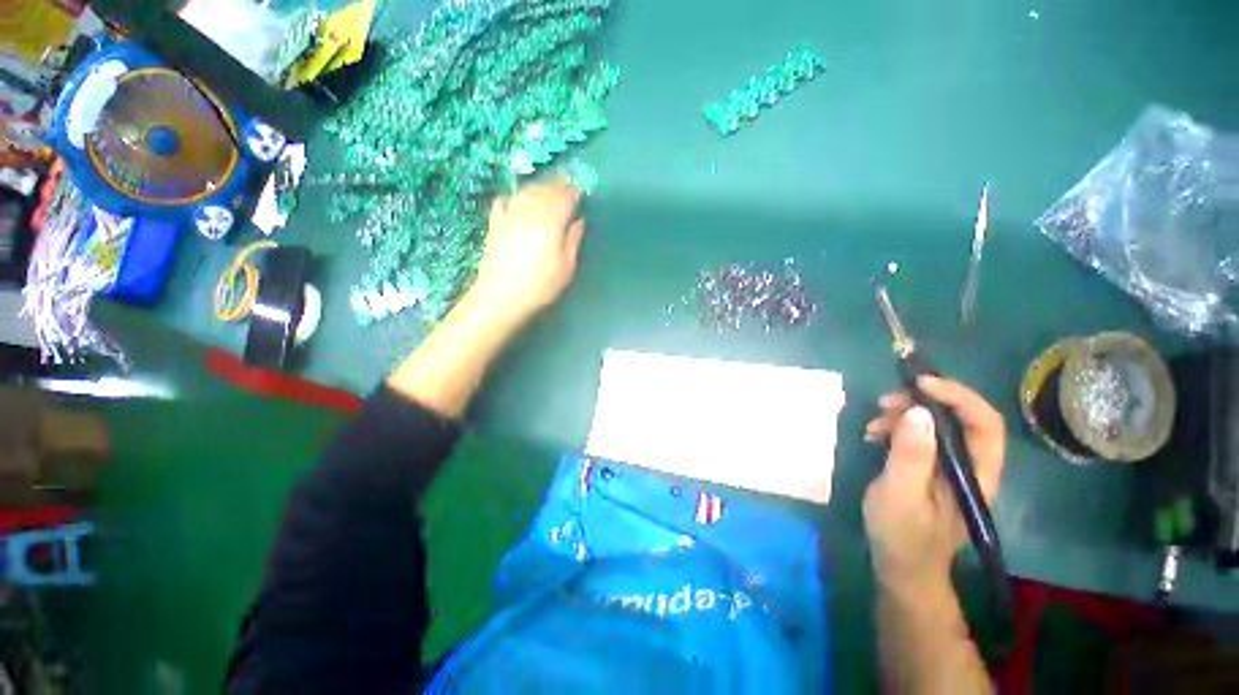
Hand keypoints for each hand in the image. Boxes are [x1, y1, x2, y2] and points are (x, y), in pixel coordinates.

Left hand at [468, 179, 585, 325]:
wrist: (502, 296)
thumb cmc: (541, 285)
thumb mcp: (566, 267)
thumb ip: (573, 240)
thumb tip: (579, 220)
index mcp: (551, 221)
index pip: (565, 197)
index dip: (574, 192)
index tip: (582, 192)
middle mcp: (530, 211)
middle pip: (546, 190)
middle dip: (559, 185)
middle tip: (568, 186)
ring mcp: (510, 214)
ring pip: (527, 191)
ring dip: (539, 187)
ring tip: (548, 189)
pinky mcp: (496, 222)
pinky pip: (505, 200)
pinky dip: (515, 195)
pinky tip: (518, 197)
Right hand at [862, 376, 1005, 590]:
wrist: (901, 566)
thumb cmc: (902, 534)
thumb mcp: (900, 495)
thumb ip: (910, 455)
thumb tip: (918, 411)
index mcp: (976, 474)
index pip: (984, 423)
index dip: (957, 395)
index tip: (919, 382)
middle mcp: (971, 466)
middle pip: (960, 418)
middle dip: (923, 402)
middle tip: (885, 402)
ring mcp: (951, 467)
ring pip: (938, 425)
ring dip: (905, 415)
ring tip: (873, 423)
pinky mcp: (931, 468)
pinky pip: (921, 436)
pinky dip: (898, 428)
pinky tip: (875, 435)